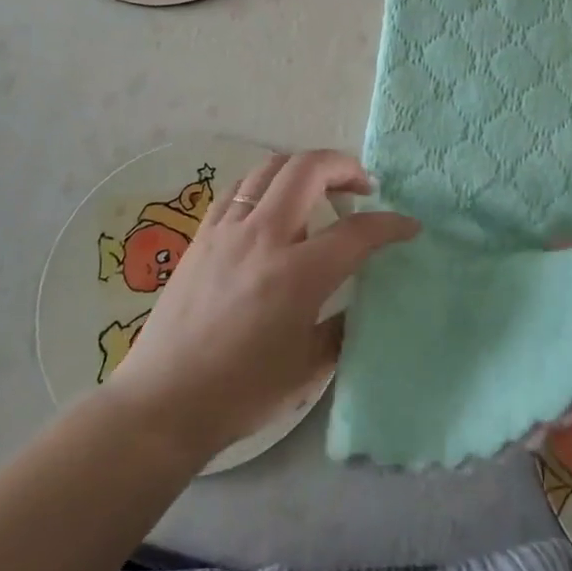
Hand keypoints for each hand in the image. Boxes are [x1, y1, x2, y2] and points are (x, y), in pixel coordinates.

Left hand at [110, 151, 416, 462]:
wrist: (162, 404)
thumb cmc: (241, 393)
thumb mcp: (308, 367)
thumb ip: (343, 326)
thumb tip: (360, 301)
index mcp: (296, 274)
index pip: (357, 231)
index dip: (391, 225)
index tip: (409, 226)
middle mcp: (263, 237)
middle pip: (310, 169)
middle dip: (346, 166)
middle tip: (363, 187)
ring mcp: (228, 229)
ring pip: (272, 167)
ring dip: (305, 167)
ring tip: (321, 187)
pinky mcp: (202, 234)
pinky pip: (240, 187)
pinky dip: (267, 182)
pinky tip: (273, 203)